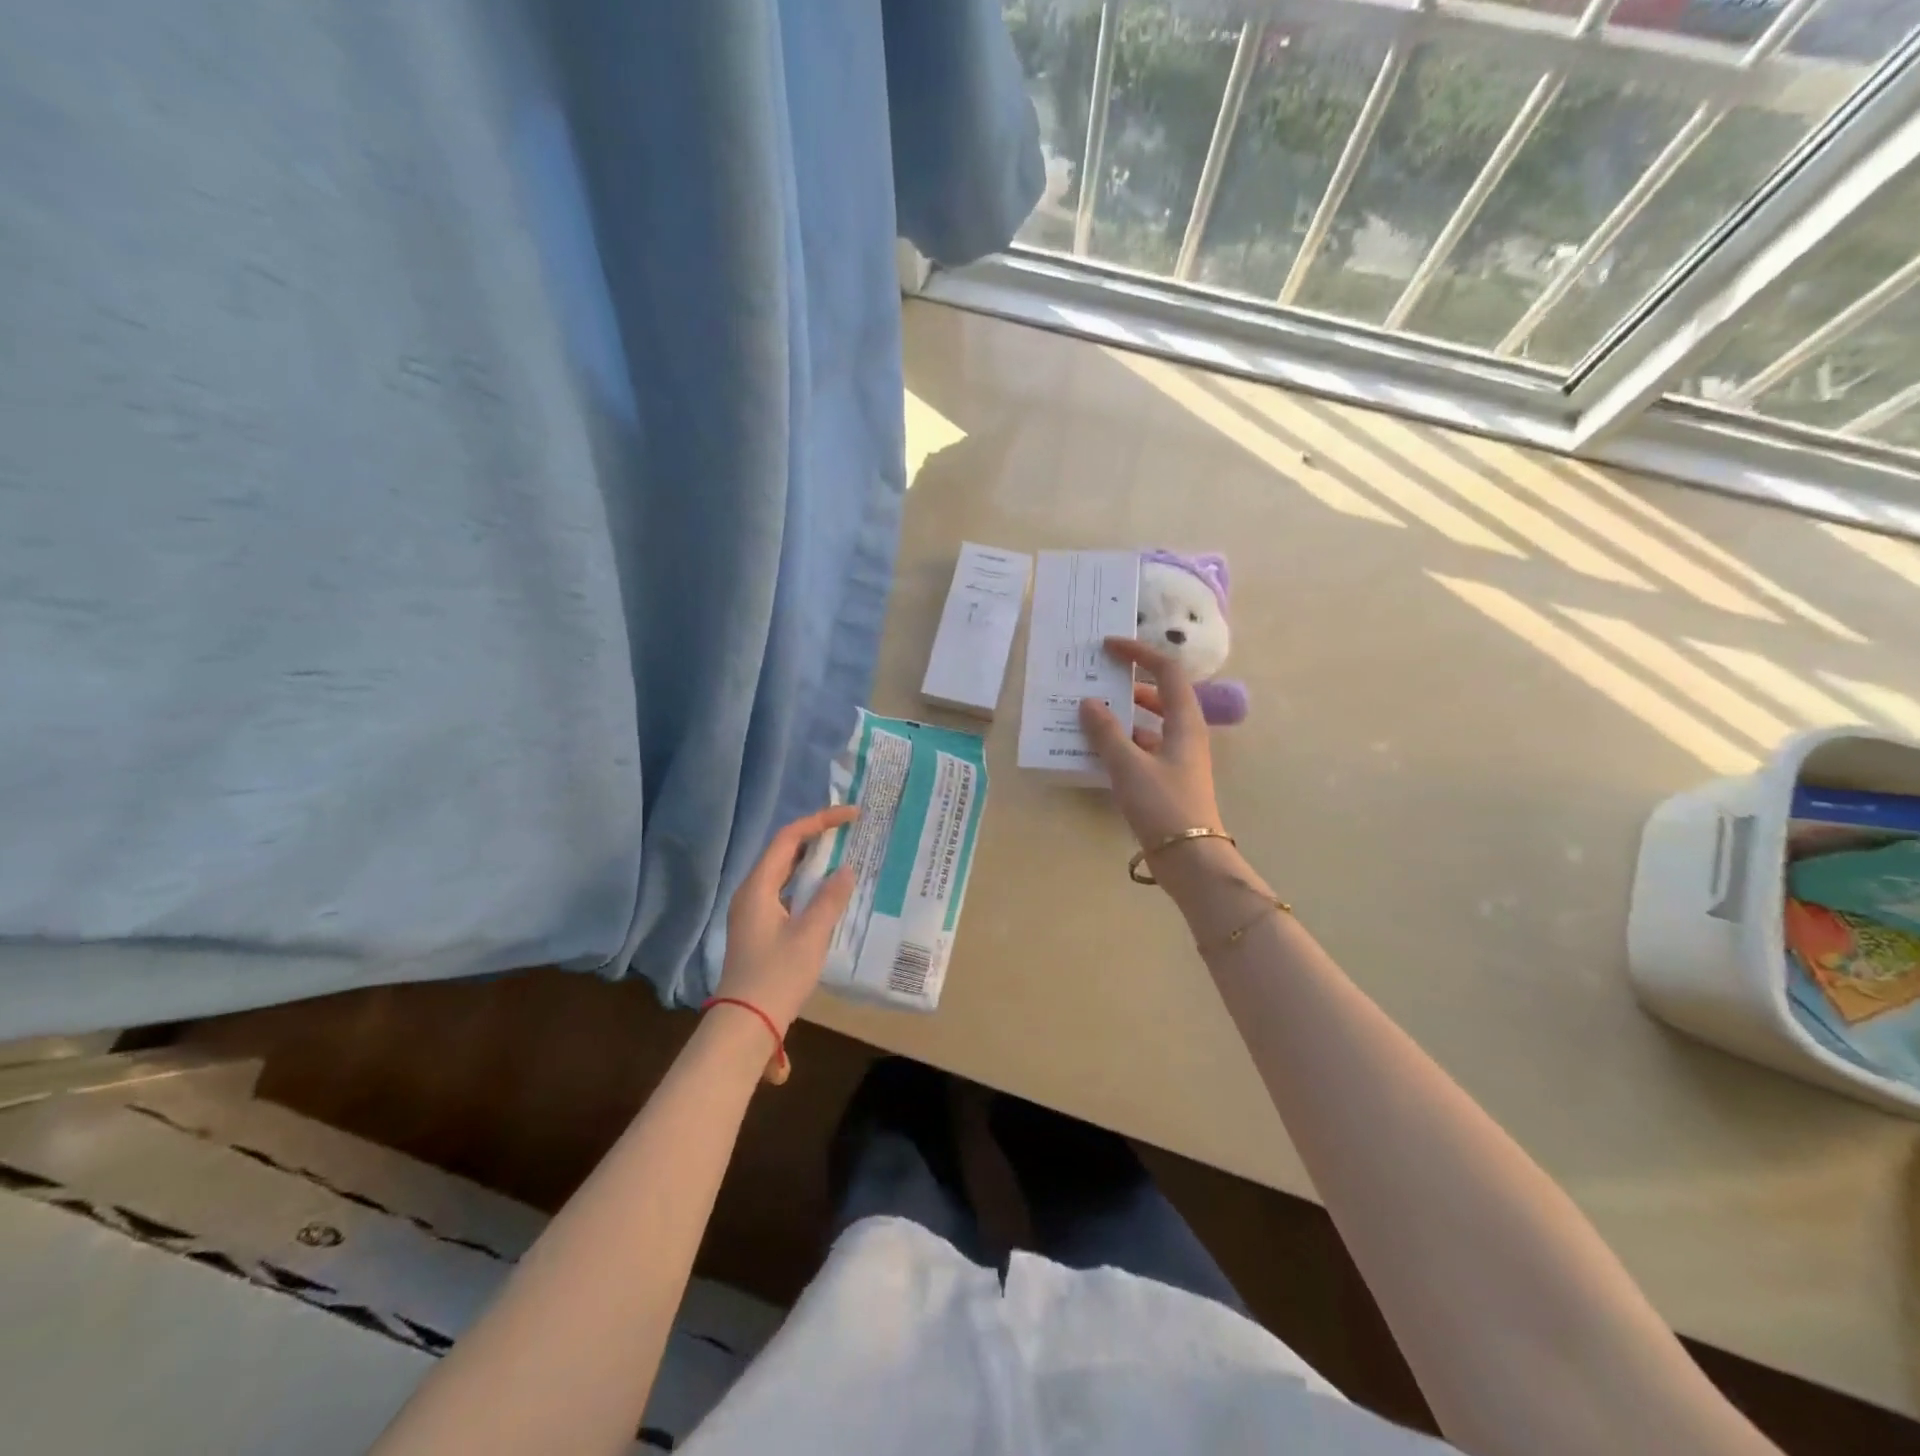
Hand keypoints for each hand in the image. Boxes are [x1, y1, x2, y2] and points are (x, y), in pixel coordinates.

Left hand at [717, 806, 858, 1079]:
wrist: (746, 1024)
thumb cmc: (777, 976)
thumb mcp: (810, 935)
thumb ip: (830, 899)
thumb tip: (846, 870)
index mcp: (758, 886)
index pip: (789, 837)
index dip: (820, 821)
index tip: (852, 815)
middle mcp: (751, 892)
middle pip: (784, 852)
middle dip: (817, 837)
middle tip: (850, 830)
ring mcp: (753, 912)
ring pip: (785, 873)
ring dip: (813, 861)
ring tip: (845, 853)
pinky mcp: (760, 929)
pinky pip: (786, 893)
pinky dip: (808, 884)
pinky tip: (828, 892)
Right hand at [1079, 636, 1224, 851]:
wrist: (1190, 859)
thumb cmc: (1163, 805)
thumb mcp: (1128, 765)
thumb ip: (1106, 732)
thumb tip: (1089, 702)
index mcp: (1185, 721)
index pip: (1167, 671)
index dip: (1140, 653)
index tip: (1109, 647)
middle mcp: (1185, 733)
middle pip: (1159, 695)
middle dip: (1129, 683)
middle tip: (1096, 678)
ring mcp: (1178, 757)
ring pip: (1149, 723)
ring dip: (1122, 715)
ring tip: (1089, 713)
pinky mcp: (1168, 779)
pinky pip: (1143, 748)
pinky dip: (1122, 743)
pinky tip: (1096, 750)